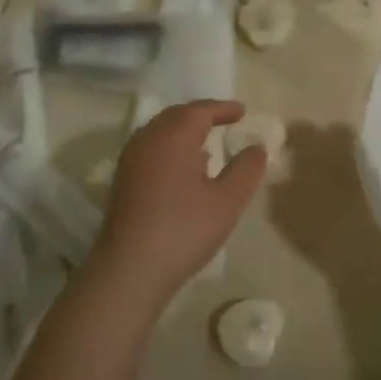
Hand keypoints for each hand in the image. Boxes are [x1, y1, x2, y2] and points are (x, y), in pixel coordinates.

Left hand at [93, 100, 264, 297]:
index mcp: (173, 138)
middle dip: (201, 114)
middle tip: (225, 120)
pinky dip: (171, 146)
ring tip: (207, 142)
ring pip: (160, 131)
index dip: (223, 109)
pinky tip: (185, 168)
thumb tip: (257, 148)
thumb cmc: (184, 230)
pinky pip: (150, 148)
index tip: (242, 112)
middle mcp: (147, 141)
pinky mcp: (123, 181)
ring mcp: (130, 161)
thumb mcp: (228, 201)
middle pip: (176, 116)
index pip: (199, 111)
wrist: (130, 270)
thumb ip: (246, 169)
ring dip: (184, 130)